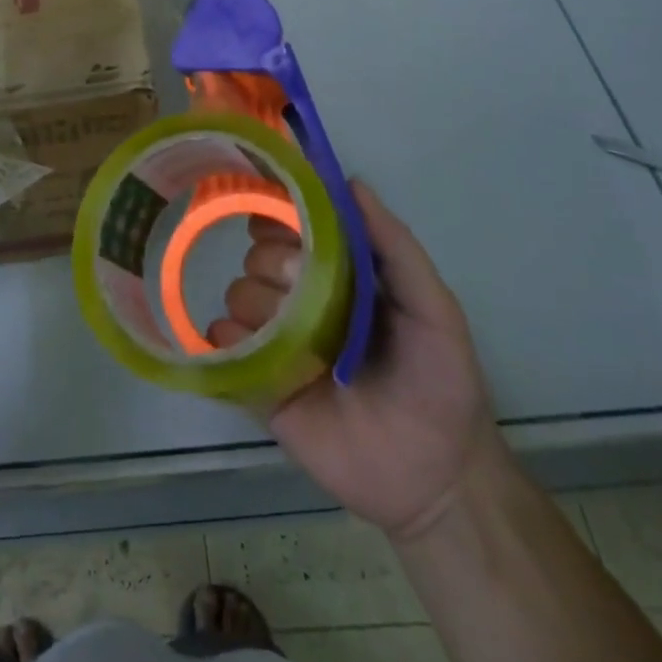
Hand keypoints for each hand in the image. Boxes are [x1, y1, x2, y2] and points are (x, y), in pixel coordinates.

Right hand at [214, 181, 503, 540]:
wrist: (436, 479)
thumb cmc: (440, 382)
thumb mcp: (433, 307)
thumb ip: (395, 246)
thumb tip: (351, 182)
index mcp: (337, 277)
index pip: (291, 228)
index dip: (277, 214)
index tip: (273, 217)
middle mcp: (300, 301)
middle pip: (259, 258)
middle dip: (273, 264)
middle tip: (301, 291)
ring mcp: (277, 341)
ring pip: (237, 294)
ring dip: (255, 303)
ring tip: (288, 336)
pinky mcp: (259, 382)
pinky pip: (221, 344)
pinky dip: (223, 338)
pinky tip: (249, 349)